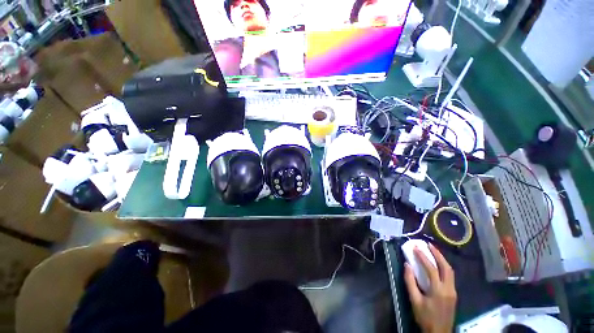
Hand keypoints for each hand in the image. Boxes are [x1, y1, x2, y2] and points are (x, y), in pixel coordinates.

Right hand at [404, 243, 456, 332]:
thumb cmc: (425, 317)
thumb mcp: (414, 300)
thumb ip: (410, 282)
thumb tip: (407, 265)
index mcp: (438, 290)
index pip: (431, 269)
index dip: (423, 257)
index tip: (415, 248)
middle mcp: (449, 289)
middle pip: (446, 267)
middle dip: (438, 254)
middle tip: (429, 244)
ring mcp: (453, 292)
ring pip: (450, 271)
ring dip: (442, 259)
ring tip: (433, 251)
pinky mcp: (453, 294)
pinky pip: (450, 276)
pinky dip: (444, 267)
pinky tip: (438, 265)